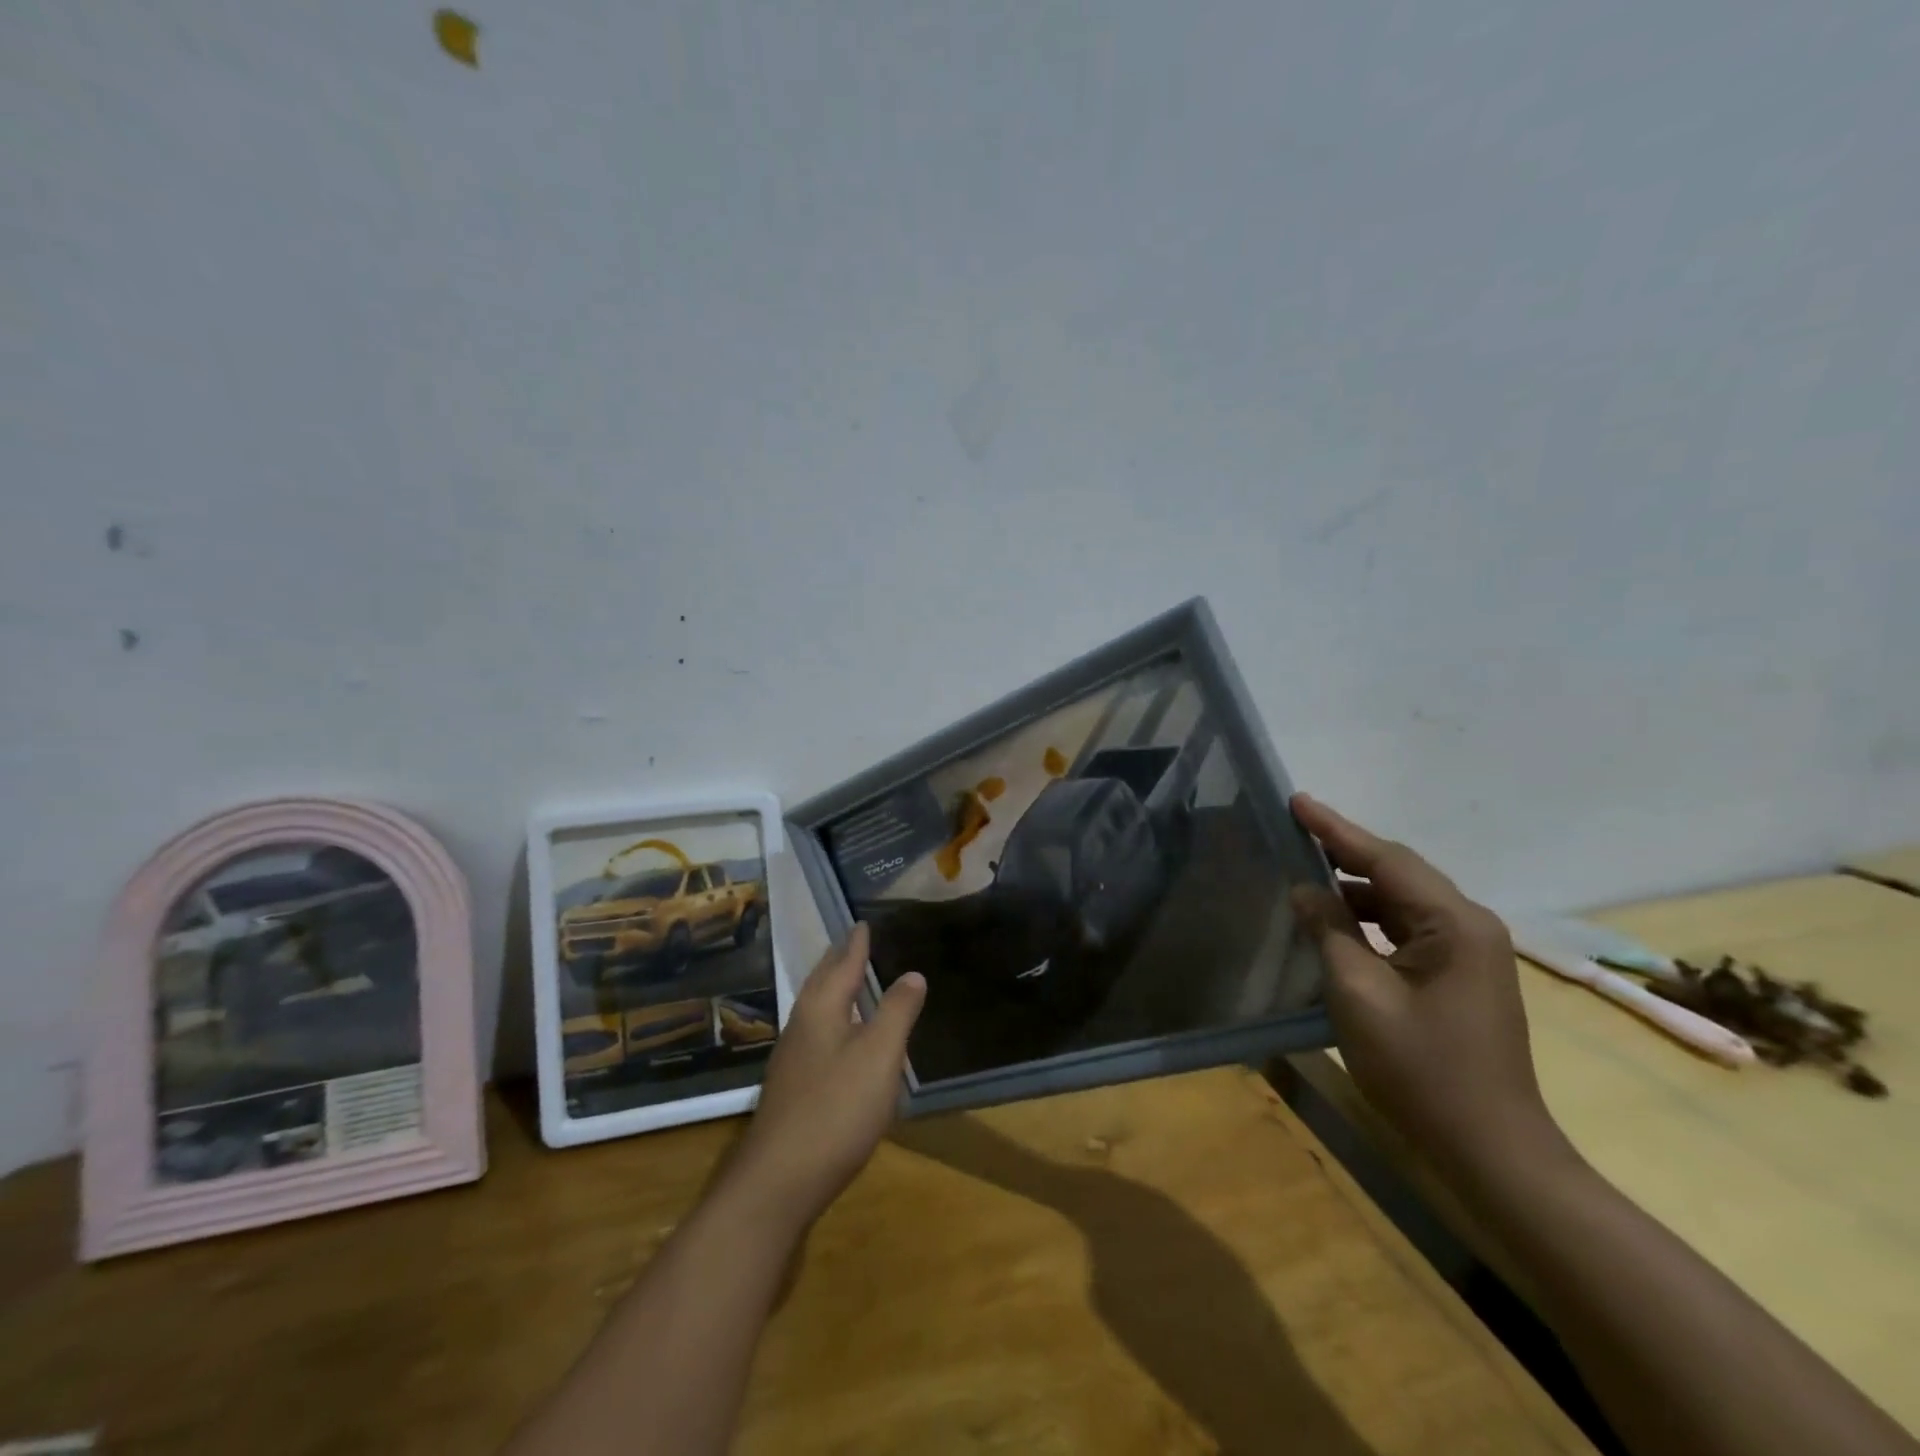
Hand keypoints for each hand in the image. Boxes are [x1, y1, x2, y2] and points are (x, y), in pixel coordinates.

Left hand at [728, 925, 925, 1229]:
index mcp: (821, 1009)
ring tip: (848, 981)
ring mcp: (791, 1059)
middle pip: (821, 983)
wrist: (779, 1180)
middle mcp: (801, 1026)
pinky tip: (839, 1039)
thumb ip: (897, 1012)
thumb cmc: (836, 1108)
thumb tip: (912, 974)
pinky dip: (830, 1019)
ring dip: (832, 989)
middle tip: (852, 942)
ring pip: (814, 1009)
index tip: (862, 923)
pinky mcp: (791, 1088)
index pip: (842, 965)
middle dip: (838, 961)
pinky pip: (814, 1033)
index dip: (856, 944)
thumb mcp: (879, 1056)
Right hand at [1289, 794, 1567, 1182]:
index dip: (1335, 829)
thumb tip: (1304, 890)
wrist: (1490, 1150)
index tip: (1296, 801)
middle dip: (1345, 850)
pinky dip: (1370, 917)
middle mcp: (1471, 926)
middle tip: (1295, 829)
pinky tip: (1337, 920)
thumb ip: (1329, 930)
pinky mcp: (1461, 976)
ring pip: (1404, 900)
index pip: (1385, 859)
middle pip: (1399, 872)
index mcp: (1455, 924)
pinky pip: (1409, 928)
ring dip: (1355, 886)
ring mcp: (1471, 952)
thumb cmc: (1421, 1070)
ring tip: (1305, 871)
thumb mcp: (1359, 994)